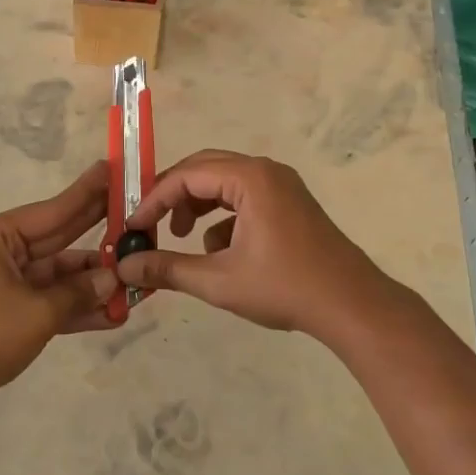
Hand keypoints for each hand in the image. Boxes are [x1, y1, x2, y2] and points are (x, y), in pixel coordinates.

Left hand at [0, 161, 120, 416]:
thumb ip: (78, 292)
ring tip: (135, 278)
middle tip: (136, 216)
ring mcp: (4, 284)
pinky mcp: (8, 314)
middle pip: (58, 239)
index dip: (87, 194)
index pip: (53, 210)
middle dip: (97, 235)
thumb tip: (112, 279)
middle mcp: (0, 253)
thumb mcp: (37, 311)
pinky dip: (76, 308)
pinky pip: (49, 303)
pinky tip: (112, 314)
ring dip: (92, 282)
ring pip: (57, 276)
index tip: (112, 171)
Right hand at [116, 149, 408, 344]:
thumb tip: (124, 267)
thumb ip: (167, 268)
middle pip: (204, 169)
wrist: (351, 305)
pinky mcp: (290, 203)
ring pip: (224, 183)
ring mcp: (281, 185)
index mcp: (249, 178)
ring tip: (181, 236)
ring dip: (197, 205)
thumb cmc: (284, 287)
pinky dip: (223, 216)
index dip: (153, 200)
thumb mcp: (218, 280)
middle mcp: (265, 171)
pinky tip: (218, 251)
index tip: (132, 227)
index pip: (186, 176)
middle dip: (173, 197)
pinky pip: (245, 197)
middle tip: (150, 224)